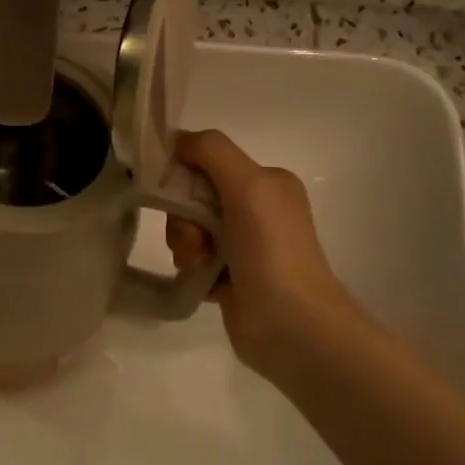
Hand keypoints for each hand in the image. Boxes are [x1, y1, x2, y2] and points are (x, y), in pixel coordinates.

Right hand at [165, 128, 366, 388]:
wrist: (291, 325)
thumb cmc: (271, 249)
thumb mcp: (247, 185)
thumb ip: (211, 151)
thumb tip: (175, 140)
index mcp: (267, 182)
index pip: (207, 161)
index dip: (183, 175)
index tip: (173, 195)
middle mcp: (257, 209)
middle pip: (193, 197)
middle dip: (184, 218)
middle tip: (196, 241)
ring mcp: (244, 246)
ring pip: (189, 230)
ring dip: (186, 245)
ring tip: (200, 265)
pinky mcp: (230, 277)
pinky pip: (193, 259)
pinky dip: (191, 267)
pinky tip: (202, 281)